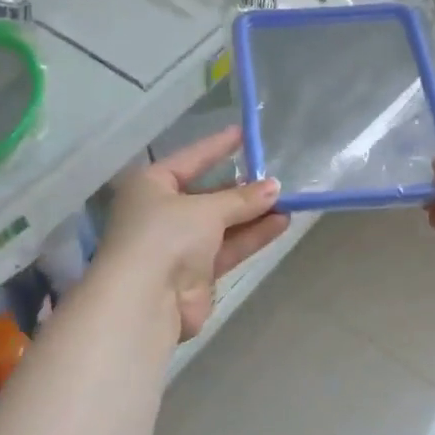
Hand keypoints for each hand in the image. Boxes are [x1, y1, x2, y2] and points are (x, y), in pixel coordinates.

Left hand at [99, 127, 287, 340]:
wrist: (147, 299)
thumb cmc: (166, 235)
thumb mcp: (206, 209)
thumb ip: (242, 199)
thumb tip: (274, 188)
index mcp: (151, 185)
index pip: (190, 159)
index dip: (217, 147)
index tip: (244, 135)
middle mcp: (162, 212)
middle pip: (208, 195)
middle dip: (241, 189)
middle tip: (276, 180)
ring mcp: (178, 245)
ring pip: (222, 224)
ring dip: (252, 214)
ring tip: (287, 202)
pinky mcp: (196, 273)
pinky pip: (228, 248)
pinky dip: (251, 236)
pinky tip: (280, 224)